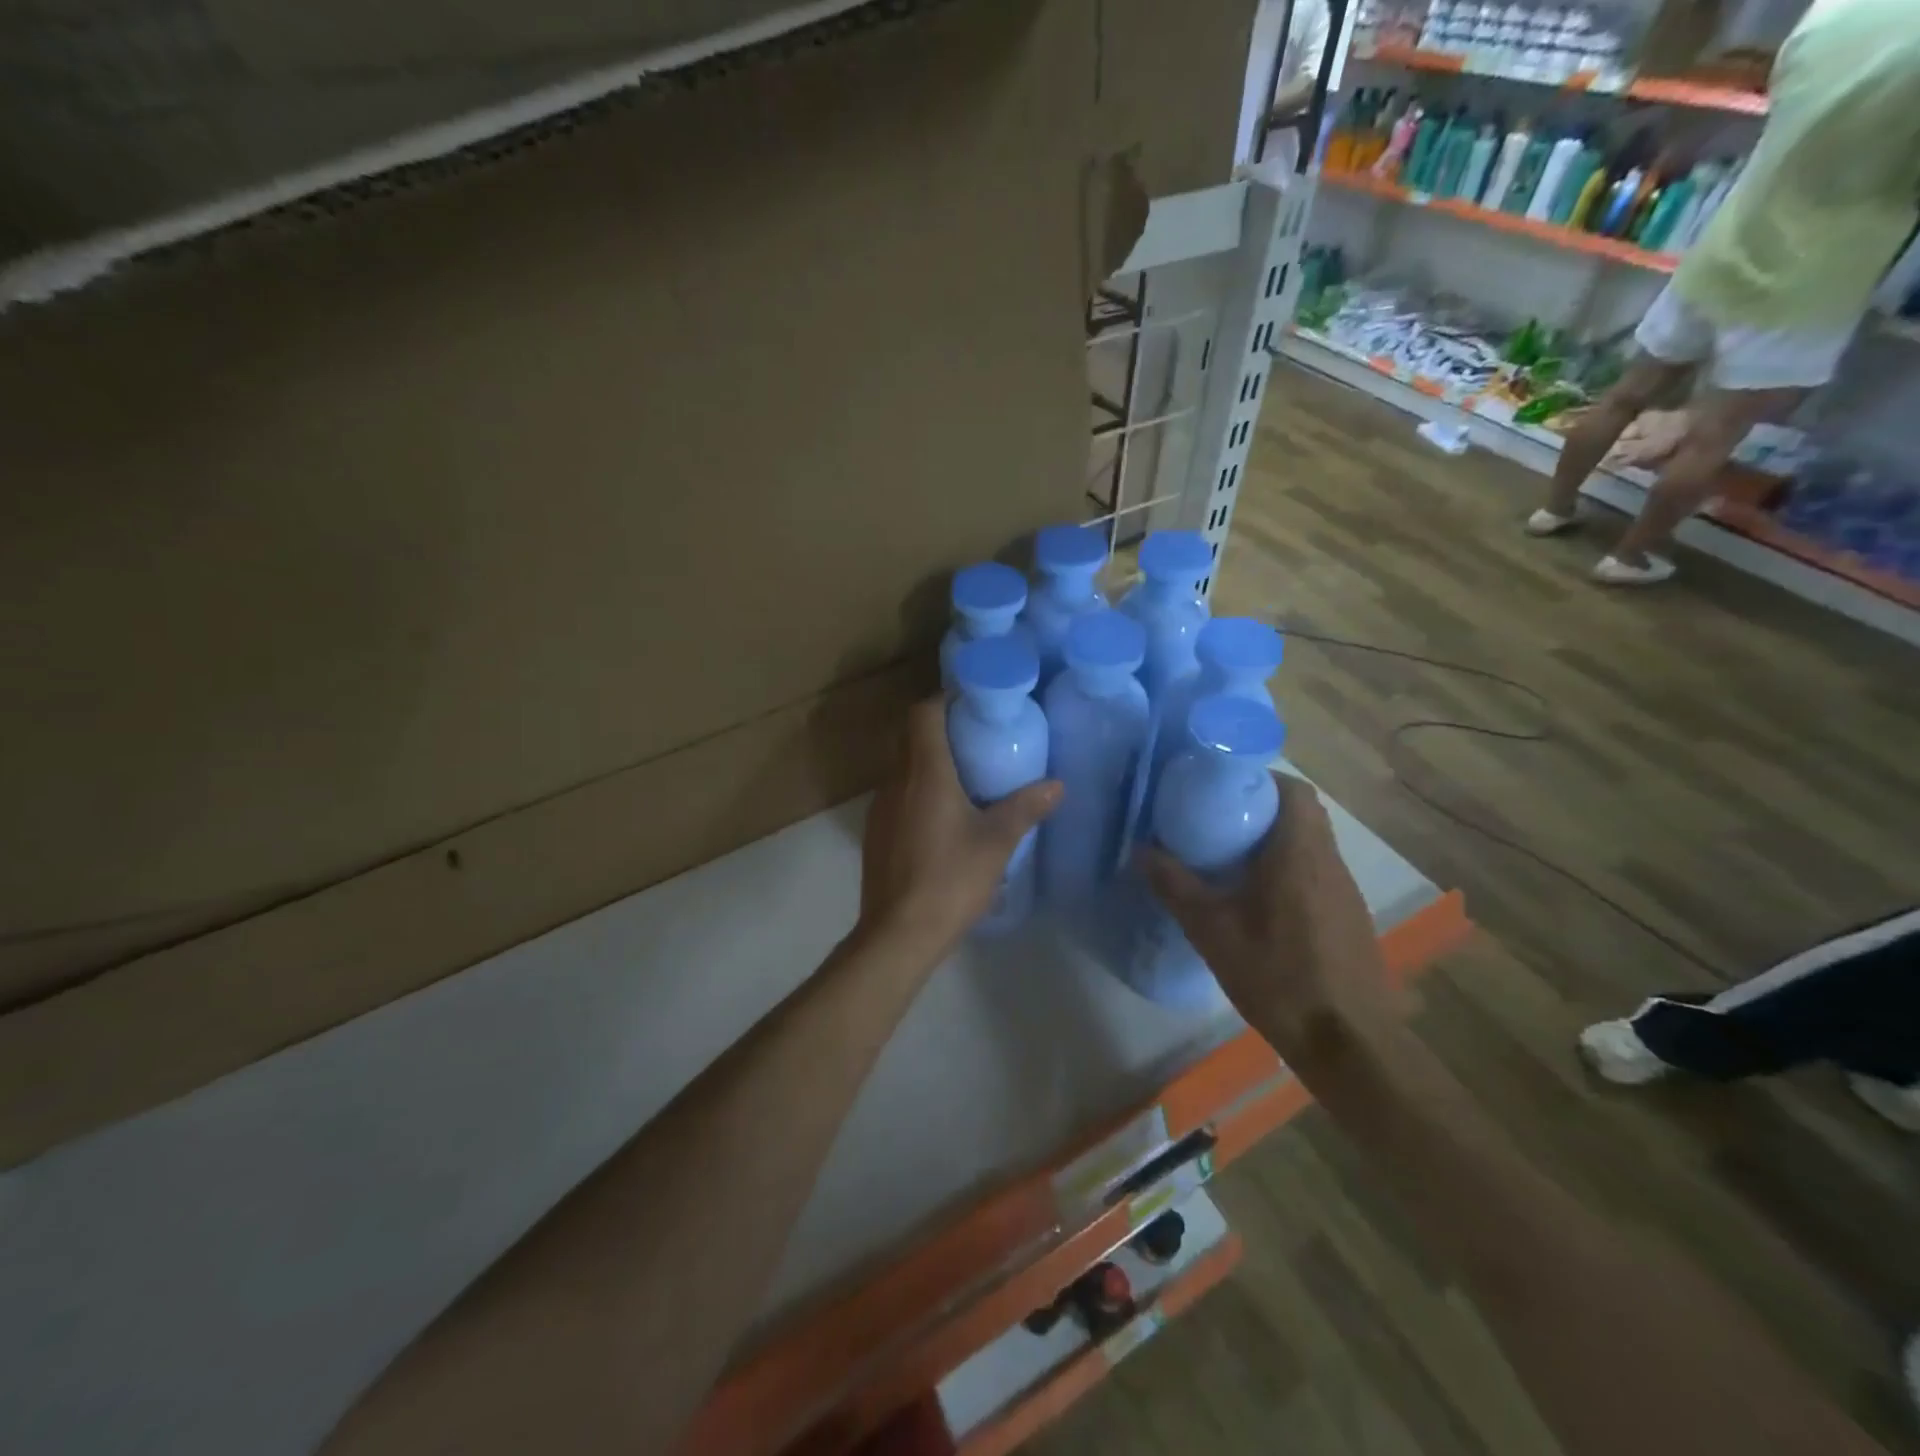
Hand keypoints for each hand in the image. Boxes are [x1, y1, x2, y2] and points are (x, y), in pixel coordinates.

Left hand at [858, 697, 1061, 962]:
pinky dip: (919, 791)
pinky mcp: (876, 832)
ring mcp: (880, 807)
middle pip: (911, 737)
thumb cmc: (950, 880)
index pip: (922, 714)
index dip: (944, 700)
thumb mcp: (996, 843)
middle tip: (978, 739)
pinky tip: (944, 818)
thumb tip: (1057, 785)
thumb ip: (1026, 808)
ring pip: (903, 768)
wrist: (898, 933)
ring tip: (966, 778)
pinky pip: (898, 795)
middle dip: (941, 730)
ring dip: (929, 763)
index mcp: (924, 773)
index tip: (973, 704)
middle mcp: (895, 781)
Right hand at [1143, 774, 1398, 1075]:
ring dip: (1273, 840)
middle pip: (1300, 812)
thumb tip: (1141, 849)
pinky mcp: (1348, 916)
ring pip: (1309, 843)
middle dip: (1258, 808)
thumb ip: (1175, 886)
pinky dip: (1287, 868)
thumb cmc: (1278, 976)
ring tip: (1229, 857)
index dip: (1258, 778)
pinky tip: (1257, 900)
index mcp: (1299, 853)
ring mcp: (1344, 890)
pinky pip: (1315, 871)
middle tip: (1215, 822)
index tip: (1219, 789)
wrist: (1348, 1042)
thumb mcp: (1212, 931)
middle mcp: (1329, 861)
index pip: (1292, 789)